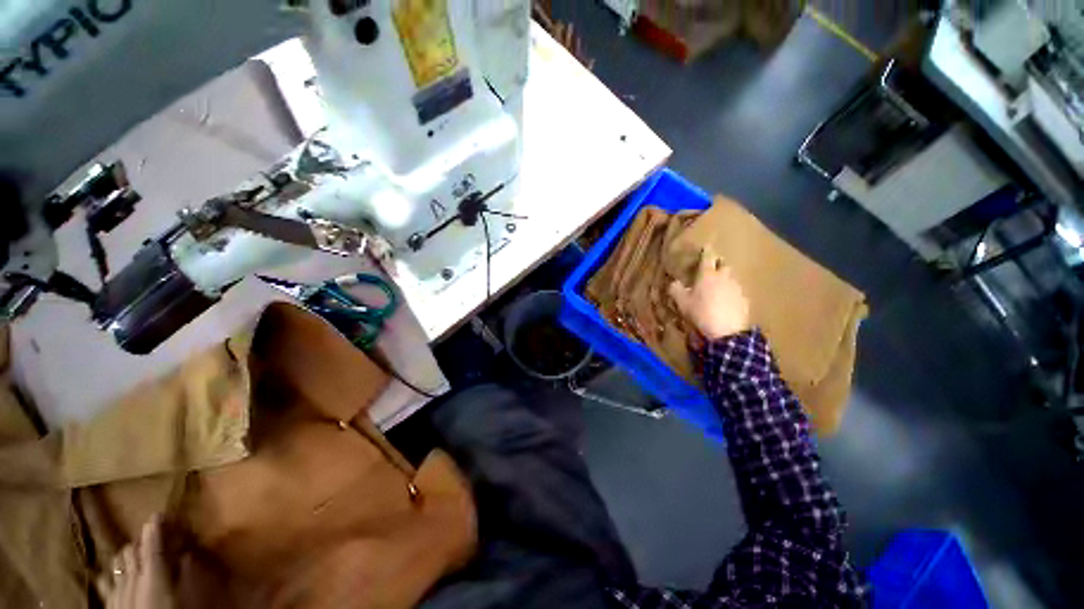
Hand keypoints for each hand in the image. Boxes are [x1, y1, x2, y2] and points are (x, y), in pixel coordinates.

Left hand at [98, 516, 175, 608]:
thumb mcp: (182, 596)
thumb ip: (183, 575)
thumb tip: (187, 555)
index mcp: (151, 571)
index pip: (152, 544)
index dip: (155, 528)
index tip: (158, 514)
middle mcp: (132, 574)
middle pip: (132, 550)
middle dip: (140, 541)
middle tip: (150, 537)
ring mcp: (116, 586)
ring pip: (117, 561)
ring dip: (126, 554)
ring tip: (133, 553)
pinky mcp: (108, 598)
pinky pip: (105, 579)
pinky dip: (110, 572)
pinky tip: (111, 573)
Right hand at [669, 247, 749, 340]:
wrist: (727, 330)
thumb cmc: (701, 312)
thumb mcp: (682, 303)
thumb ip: (676, 290)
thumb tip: (673, 282)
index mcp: (708, 275)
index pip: (708, 257)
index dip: (707, 251)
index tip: (707, 246)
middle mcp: (724, 277)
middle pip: (724, 264)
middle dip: (719, 263)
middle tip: (713, 266)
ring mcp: (737, 288)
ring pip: (731, 277)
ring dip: (725, 278)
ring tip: (719, 286)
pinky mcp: (744, 299)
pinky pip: (737, 291)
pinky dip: (731, 292)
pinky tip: (727, 301)